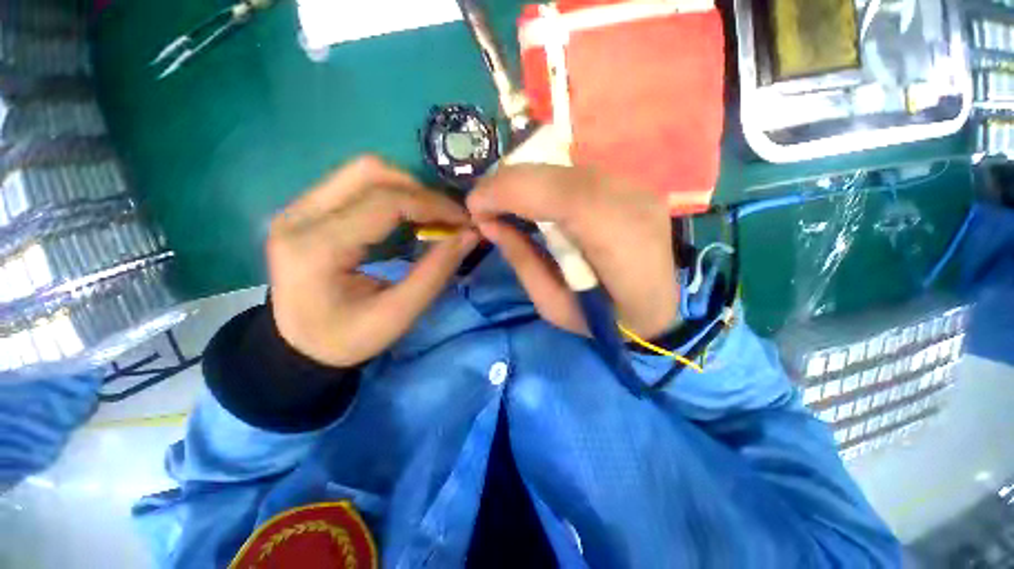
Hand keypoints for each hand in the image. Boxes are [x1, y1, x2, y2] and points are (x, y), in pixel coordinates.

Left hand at [267, 156, 478, 366]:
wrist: (298, 345)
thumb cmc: (347, 338)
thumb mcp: (398, 315)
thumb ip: (436, 272)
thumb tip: (469, 235)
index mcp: (317, 248)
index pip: (384, 202)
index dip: (433, 205)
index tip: (464, 221)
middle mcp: (299, 216)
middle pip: (370, 171)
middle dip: (421, 190)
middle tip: (448, 218)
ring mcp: (297, 208)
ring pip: (363, 171)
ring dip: (407, 189)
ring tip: (433, 217)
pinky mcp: (305, 208)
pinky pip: (356, 183)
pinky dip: (392, 194)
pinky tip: (409, 217)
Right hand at [467, 165, 677, 338]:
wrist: (658, 309)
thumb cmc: (605, 321)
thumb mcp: (553, 305)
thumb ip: (522, 260)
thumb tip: (490, 224)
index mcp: (619, 243)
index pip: (562, 197)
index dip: (510, 191)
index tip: (474, 206)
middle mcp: (633, 204)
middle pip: (561, 174)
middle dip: (509, 182)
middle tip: (482, 203)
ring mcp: (637, 189)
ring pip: (566, 168)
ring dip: (525, 180)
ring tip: (501, 202)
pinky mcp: (631, 185)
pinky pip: (576, 173)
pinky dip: (544, 182)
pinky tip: (530, 200)